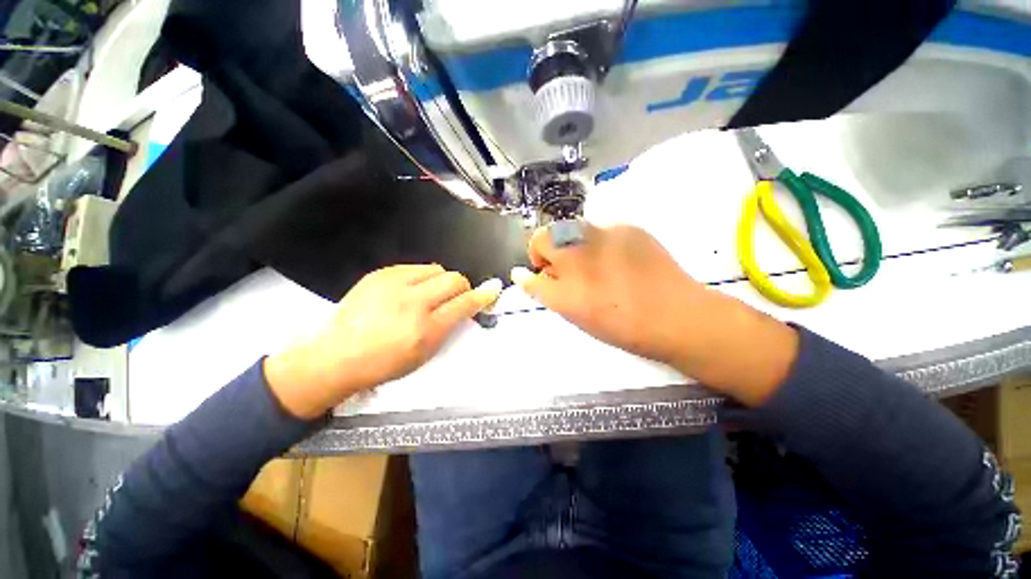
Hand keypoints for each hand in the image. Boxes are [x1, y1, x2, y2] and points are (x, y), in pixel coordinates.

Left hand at [264, 265, 500, 418]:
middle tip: (456, 297)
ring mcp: (394, 284)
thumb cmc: (385, 363)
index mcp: (426, 328)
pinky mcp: (379, 275)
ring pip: (436, 269)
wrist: (336, 357)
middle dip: (462, 287)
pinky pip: (413, 267)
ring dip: (441, 280)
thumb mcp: (424, 354)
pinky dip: (420, 277)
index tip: (492, 291)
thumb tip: (464, 307)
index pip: (464, 303)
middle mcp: (413, 302)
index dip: (483, 296)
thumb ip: (448, 327)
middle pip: (453, 279)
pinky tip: (410, 290)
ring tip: (430, 293)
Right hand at [512, 223, 797, 405]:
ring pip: (571, 229)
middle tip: (565, 269)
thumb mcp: (577, 315)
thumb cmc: (623, 325)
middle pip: (544, 237)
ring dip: (571, 244)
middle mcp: (578, 256)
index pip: (530, 272)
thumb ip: (548, 292)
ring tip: (592, 263)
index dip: (531, 271)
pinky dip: (598, 242)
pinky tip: (617, 259)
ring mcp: (604, 236)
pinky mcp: (628, 227)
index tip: (538, 274)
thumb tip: (528, 274)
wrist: (678, 316)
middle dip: (546, 251)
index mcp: (565, 286)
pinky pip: (600, 229)